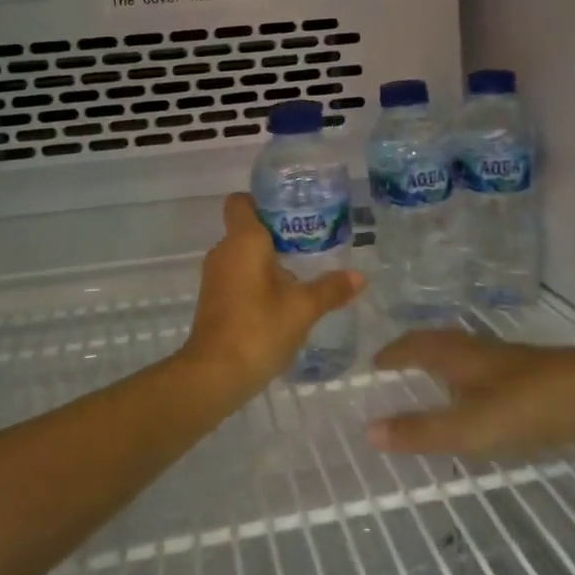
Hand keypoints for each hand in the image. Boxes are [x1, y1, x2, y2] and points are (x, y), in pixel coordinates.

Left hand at [179, 193, 364, 394]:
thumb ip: (330, 289)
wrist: (215, 374)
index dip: (262, 201)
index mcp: (243, 240)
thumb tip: (360, 276)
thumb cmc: (259, 328)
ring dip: (268, 261)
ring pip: (243, 255)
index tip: (291, 211)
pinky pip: (238, 276)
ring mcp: (215, 277)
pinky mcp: (214, 300)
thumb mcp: (303, 308)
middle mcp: (224, 251)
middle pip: (247, 229)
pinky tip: (283, 299)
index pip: (241, 202)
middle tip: (310, 242)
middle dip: (276, 234)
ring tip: (303, 271)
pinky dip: (257, 281)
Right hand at [368, 331, 574, 456]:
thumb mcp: (470, 426)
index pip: (415, 345)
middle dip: (415, 352)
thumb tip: (367, 431)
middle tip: (396, 367)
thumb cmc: (530, 406)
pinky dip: (471, 380)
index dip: (393, 353)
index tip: (373, 363)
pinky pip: (488, 371)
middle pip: (439, 343)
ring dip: (443, 364)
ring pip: (466, 355)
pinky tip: (482, 400)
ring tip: (433, 381)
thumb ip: (421, 431)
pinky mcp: (536, 377)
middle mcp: (481, 350)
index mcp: (459, 355)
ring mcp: (511, 362)